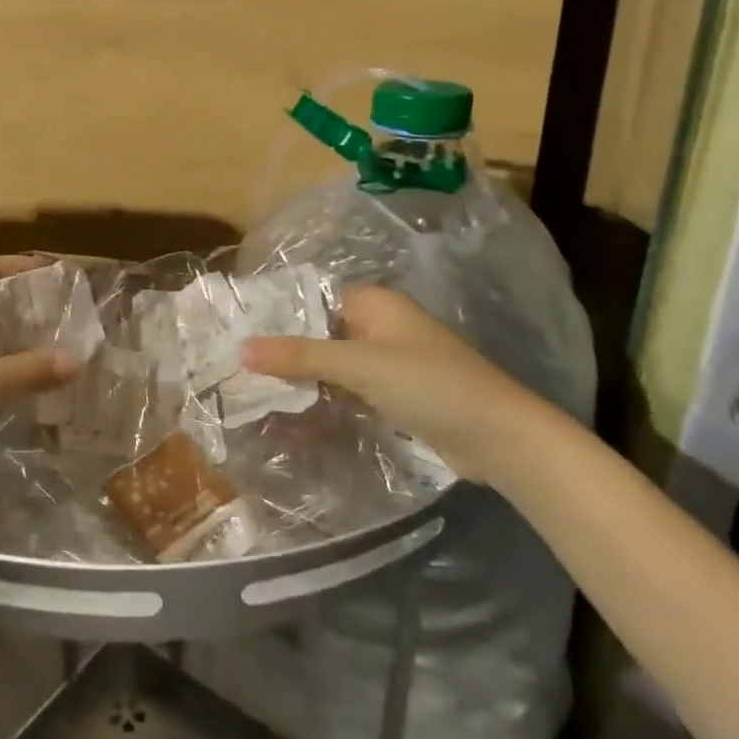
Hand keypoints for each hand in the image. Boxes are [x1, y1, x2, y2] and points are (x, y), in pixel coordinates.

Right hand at [240, 286, 562, 484]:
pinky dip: (327, 399)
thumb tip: (242, 349)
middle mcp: (380, 326)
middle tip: (240, 370)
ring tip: (257, 394)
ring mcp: (389, 362)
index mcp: (375, 304)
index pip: (314, 301)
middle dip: (288, 353)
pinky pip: (350, 390)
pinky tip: (295, 415)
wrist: (499, 437)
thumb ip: (301, 356)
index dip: (279, 317)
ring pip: (334, 365)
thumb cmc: (429, 384)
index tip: (239, 336)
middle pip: (322, 334)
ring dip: (305, 380)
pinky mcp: (396, 395)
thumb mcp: (360, 366)